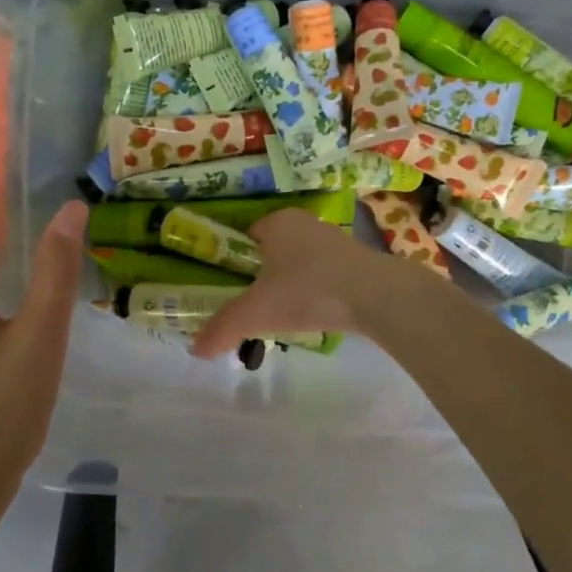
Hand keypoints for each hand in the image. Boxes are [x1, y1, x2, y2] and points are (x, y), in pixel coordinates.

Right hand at [189, 209, 402, 359]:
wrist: (376, 296)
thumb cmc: (307, 292)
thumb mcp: (256, 313)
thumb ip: (223, 328)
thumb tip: (194, 350)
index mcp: (277, 222)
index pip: (247, 234)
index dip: (237, 259)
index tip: (233, 287)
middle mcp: (306, 223)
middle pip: (275, 248)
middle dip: (266, 273)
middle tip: (258, 304)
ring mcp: (336, 239)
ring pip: (302, 260)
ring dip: (294, 282)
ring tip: (287, 313)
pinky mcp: (359, 259)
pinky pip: (327, 272)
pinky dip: (318, 290)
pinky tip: (318, 313)